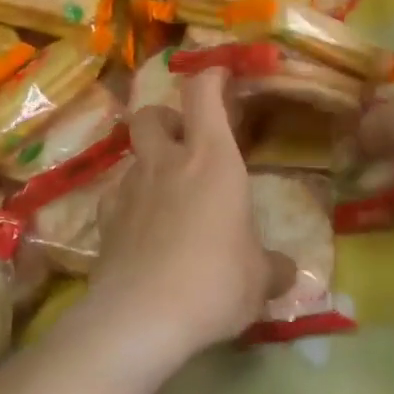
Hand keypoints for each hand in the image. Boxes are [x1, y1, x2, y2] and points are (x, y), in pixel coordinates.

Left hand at [89, 67, 294, 359]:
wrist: (140, 318)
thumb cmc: (213, 282)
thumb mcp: (258, 280)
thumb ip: (273, 268)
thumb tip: (288, 271)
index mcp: (211, 158)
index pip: (203, 92)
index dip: (210, 76)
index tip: (220, 76)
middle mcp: (166, 161)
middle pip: (151, 113)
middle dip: (166, 119)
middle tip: (184, 142)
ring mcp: (130, 187)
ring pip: (132, 155)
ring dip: (149, 164)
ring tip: (167, 195)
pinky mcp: (105, 219)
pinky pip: (116, 195)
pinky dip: (130, 202)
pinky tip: (142, 229)